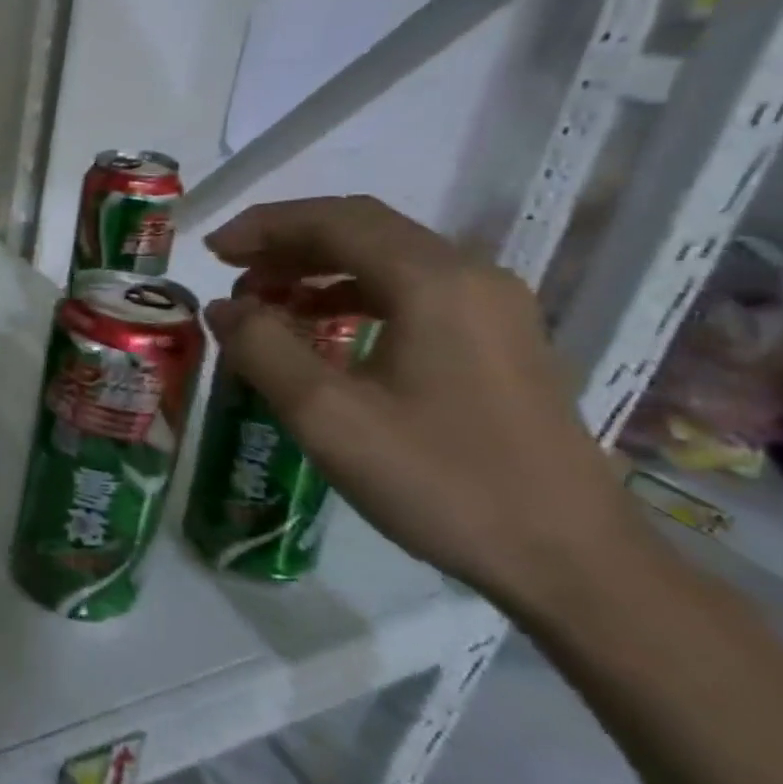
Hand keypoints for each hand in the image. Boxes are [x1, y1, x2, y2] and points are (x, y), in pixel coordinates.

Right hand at [202, 195, 636, 609]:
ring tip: (264, 299)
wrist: (571, 562)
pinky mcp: (497, 341)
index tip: (211, 250)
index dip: (264, 226)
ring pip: (388, 258)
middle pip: (364, 230)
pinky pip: (410, 291)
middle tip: (231, 270)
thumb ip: (262, 348)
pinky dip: (351, 293)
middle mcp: (470, 277)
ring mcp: (492, 309)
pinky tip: (320, 327)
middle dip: (287, 242)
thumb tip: (222, 307)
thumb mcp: (327, 416)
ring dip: (318, 266)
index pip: (335, 221)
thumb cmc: (440, 481)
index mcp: (433, 282)